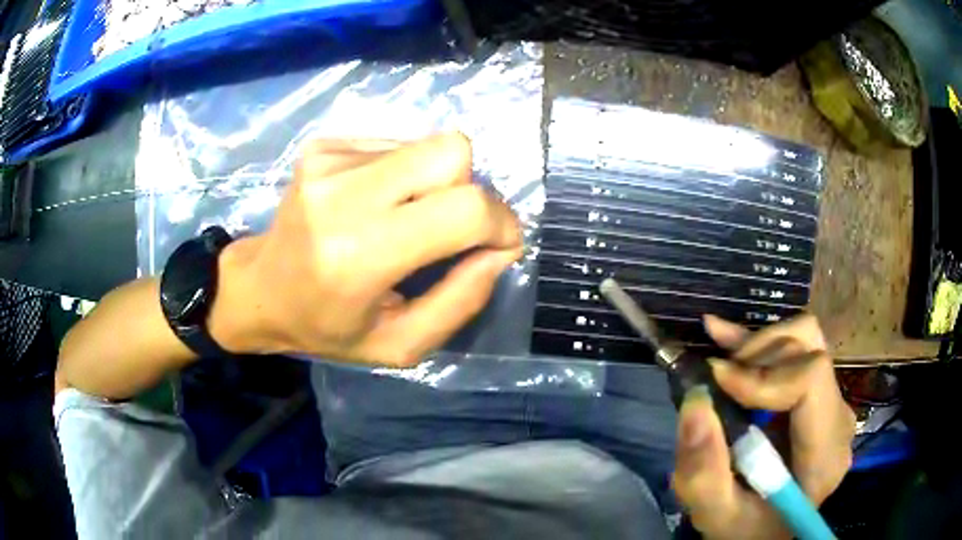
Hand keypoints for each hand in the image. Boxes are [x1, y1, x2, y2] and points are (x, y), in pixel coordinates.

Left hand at [210, 133, 522, 365]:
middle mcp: (341, 194)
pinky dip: (402, 173)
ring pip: (427, 145)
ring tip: (399, 218)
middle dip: (469, 190)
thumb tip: (501, 248)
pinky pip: (395, 144)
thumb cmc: (328, 327)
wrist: (261, 289)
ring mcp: (328, 161)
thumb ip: (462, 301)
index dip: (500, 221)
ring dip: (431, 183)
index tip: (499, 243)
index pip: (465, 207)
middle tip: (445, 228)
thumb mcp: (401, 344)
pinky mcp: (323, 146)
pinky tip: (373, 203)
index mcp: (360, 254)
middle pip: (452, 152)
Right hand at [672, 314, 855, 539]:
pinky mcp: (819, 395)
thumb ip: (704, 472)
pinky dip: (760, 341)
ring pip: (804, 340)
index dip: (764, 374)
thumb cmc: (746, 530)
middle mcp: (838, 420)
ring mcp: (833, 403)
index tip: (719, 383)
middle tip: (717, 381)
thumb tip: (696, 403)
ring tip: (719, 367)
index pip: (811, 379)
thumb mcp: (716, 515)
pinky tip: (725, 336)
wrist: (767, 531)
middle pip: (809, 351)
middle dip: (757, 358)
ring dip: (757, 348)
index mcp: (824, 455)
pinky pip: (798, 349)